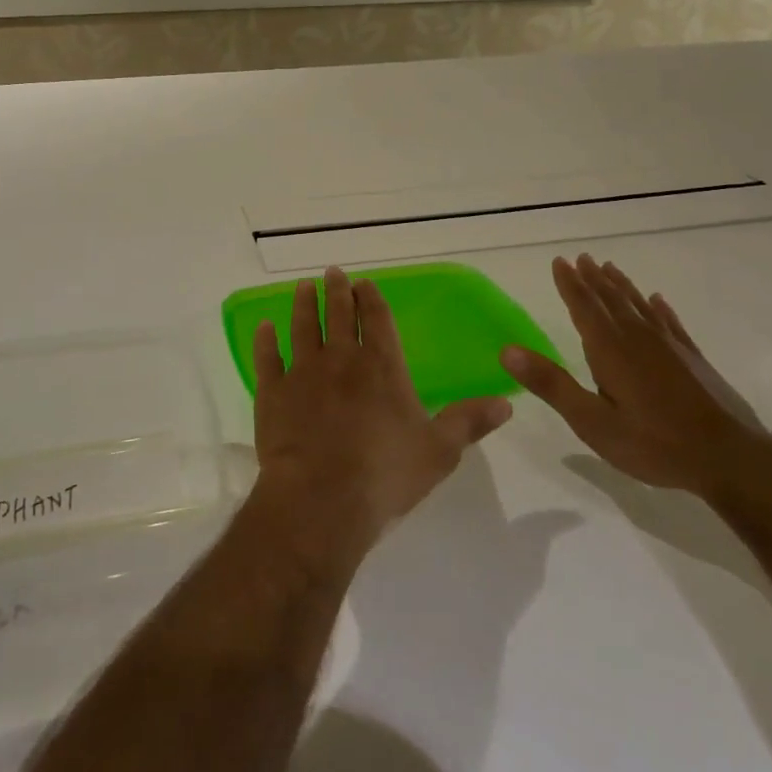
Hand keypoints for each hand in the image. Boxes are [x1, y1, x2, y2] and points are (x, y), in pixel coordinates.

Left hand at [249, 266, 512, 573]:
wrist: (320, 499)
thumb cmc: (384, 475)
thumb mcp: (438, 452)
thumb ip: (468, 422)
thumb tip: (506, 401)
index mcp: (382, 367)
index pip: (378, 320)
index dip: (372, 298)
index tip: (365, 282)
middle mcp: (341, 359)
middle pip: (339, 315)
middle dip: (337, 291)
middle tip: (332, 272)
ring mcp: (302, 372)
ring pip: (303, 327)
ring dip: (303, 304)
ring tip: (303, 287)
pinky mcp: (272, 392)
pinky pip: (266, 358)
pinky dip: (265, 341)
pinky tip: (264, 327)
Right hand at [500, 254, 771, 500]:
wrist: (733, 461)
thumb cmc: (655, 443)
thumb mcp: (592, 422)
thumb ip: (551, 384)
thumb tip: (507, 351)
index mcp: (610, 350)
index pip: (584, 307)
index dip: (570, 284)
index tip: (559, 261)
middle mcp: (639, 338)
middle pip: (611, 300)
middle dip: (593, 279)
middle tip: (581, 258)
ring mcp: (670, 347)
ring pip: (639, 306)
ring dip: (621, 286)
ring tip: (609, 268)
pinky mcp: (693, 360)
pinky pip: (671, 323)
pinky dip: (660, 308)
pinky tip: (657, 300)